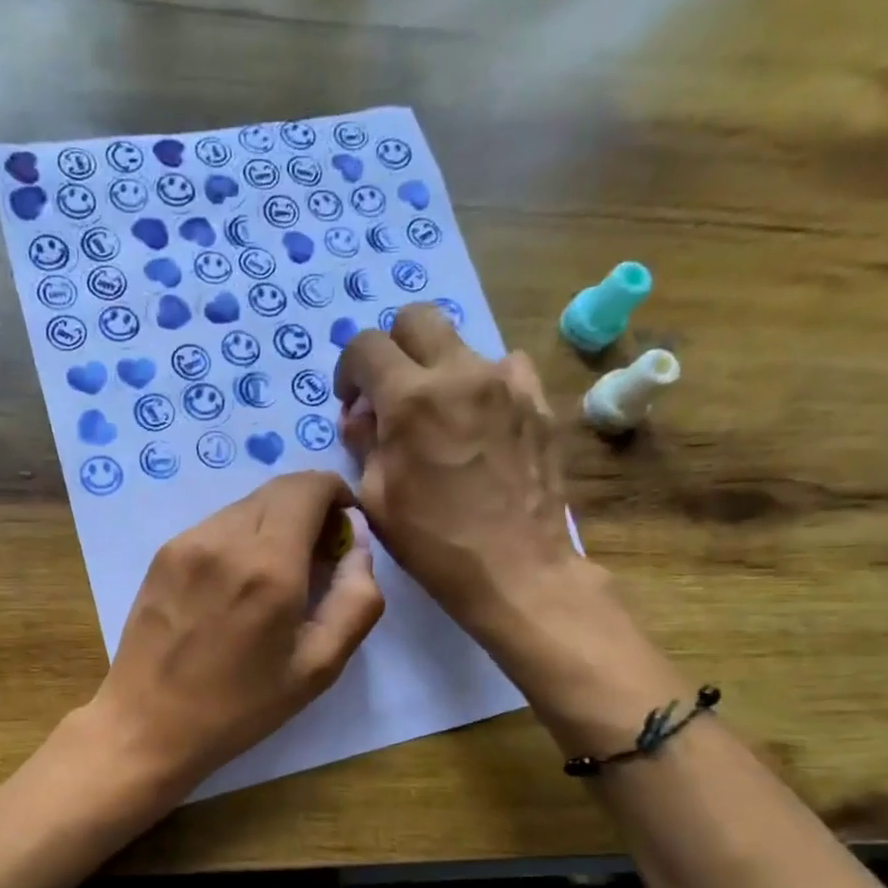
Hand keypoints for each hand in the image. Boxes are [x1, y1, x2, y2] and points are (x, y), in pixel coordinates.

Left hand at [85, 471, 384, 791]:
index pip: (310, 486)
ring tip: (273, 578)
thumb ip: (356, 599)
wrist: (147, 724)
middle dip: (308, 509)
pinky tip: (235, 586)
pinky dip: (240, 538)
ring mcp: (187, 541)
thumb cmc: (240, 706)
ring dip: (274, 524)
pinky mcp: (163, 553)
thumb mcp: (318, 666)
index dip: (337, 496)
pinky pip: (216, 525)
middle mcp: (225, 538)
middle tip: (315, 560)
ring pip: (247, 505)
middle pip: (279, 488)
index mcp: (269, 565)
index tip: (342, 534)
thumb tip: (359, 544)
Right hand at [335, 303, 583, 652]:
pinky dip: (483, 384)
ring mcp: (506, 383)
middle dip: (393, 348)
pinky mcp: (538, 401)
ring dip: (438, 370)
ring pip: (461, 343)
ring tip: (439, 416)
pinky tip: (480, 422)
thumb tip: (361, 417)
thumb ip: (363, 444)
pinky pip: (505, 369)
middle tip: (390, 392)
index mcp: (410, 399)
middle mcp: (460, 374)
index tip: (352, 403)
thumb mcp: (376, 499)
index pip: (365, 346)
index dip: (348, 370)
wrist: (516, 569)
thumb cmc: (433, 543)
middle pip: (416, 318)